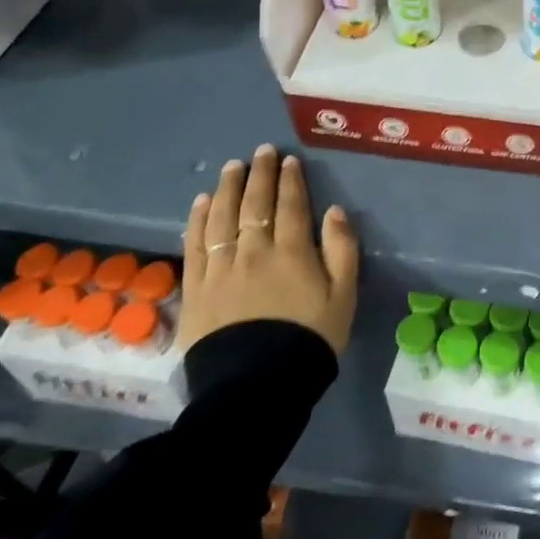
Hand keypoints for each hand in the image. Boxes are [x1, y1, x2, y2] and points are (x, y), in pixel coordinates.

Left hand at [179, 145, 358, 355]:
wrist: (257, 387)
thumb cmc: (309, 339)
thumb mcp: (344, 296)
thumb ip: (342, 250)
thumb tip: (334, 211)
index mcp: (293, 252)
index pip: (291, 205)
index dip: (290, 180)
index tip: (289, 161)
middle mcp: (254, 251)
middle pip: (255, 204)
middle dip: (260, 174)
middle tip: (262, 152)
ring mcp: (221, 268)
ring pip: (223, 217)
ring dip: (228, 188)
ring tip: (232, 167)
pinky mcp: (196, 288)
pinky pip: (195, 244)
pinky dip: (198, 220)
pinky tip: (201, 203)